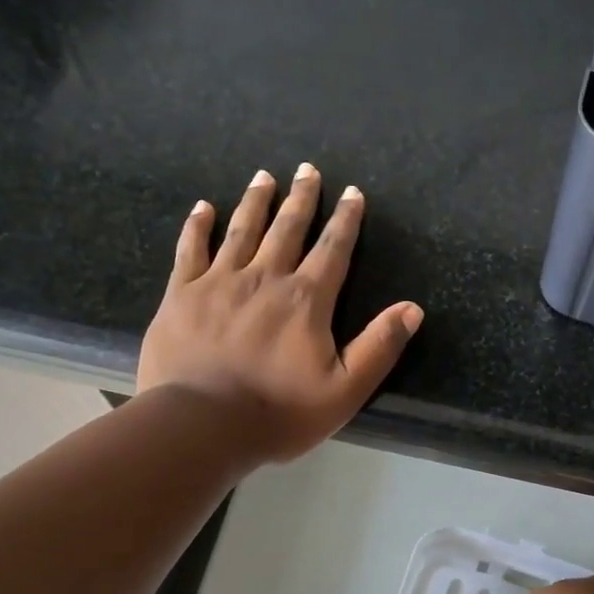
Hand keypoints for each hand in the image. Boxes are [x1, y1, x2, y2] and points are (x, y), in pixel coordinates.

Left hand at [137, 166, 422, 461]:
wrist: (201, 425)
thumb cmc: (279, 412)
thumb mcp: (345, 390)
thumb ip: (379, 347)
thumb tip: (413, 309)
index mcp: (306, 300)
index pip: (332, 250)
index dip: (346, 220)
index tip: (352, 192)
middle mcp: (265, 278)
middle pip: (288, 229)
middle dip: (302, 198)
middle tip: (307, 169)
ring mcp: (219, 282)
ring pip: (242, 231)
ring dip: (256, 202)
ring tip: (264, 176)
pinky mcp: (181, 295)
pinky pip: (190, 250)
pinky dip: (197, 226)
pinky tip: (202, 207)